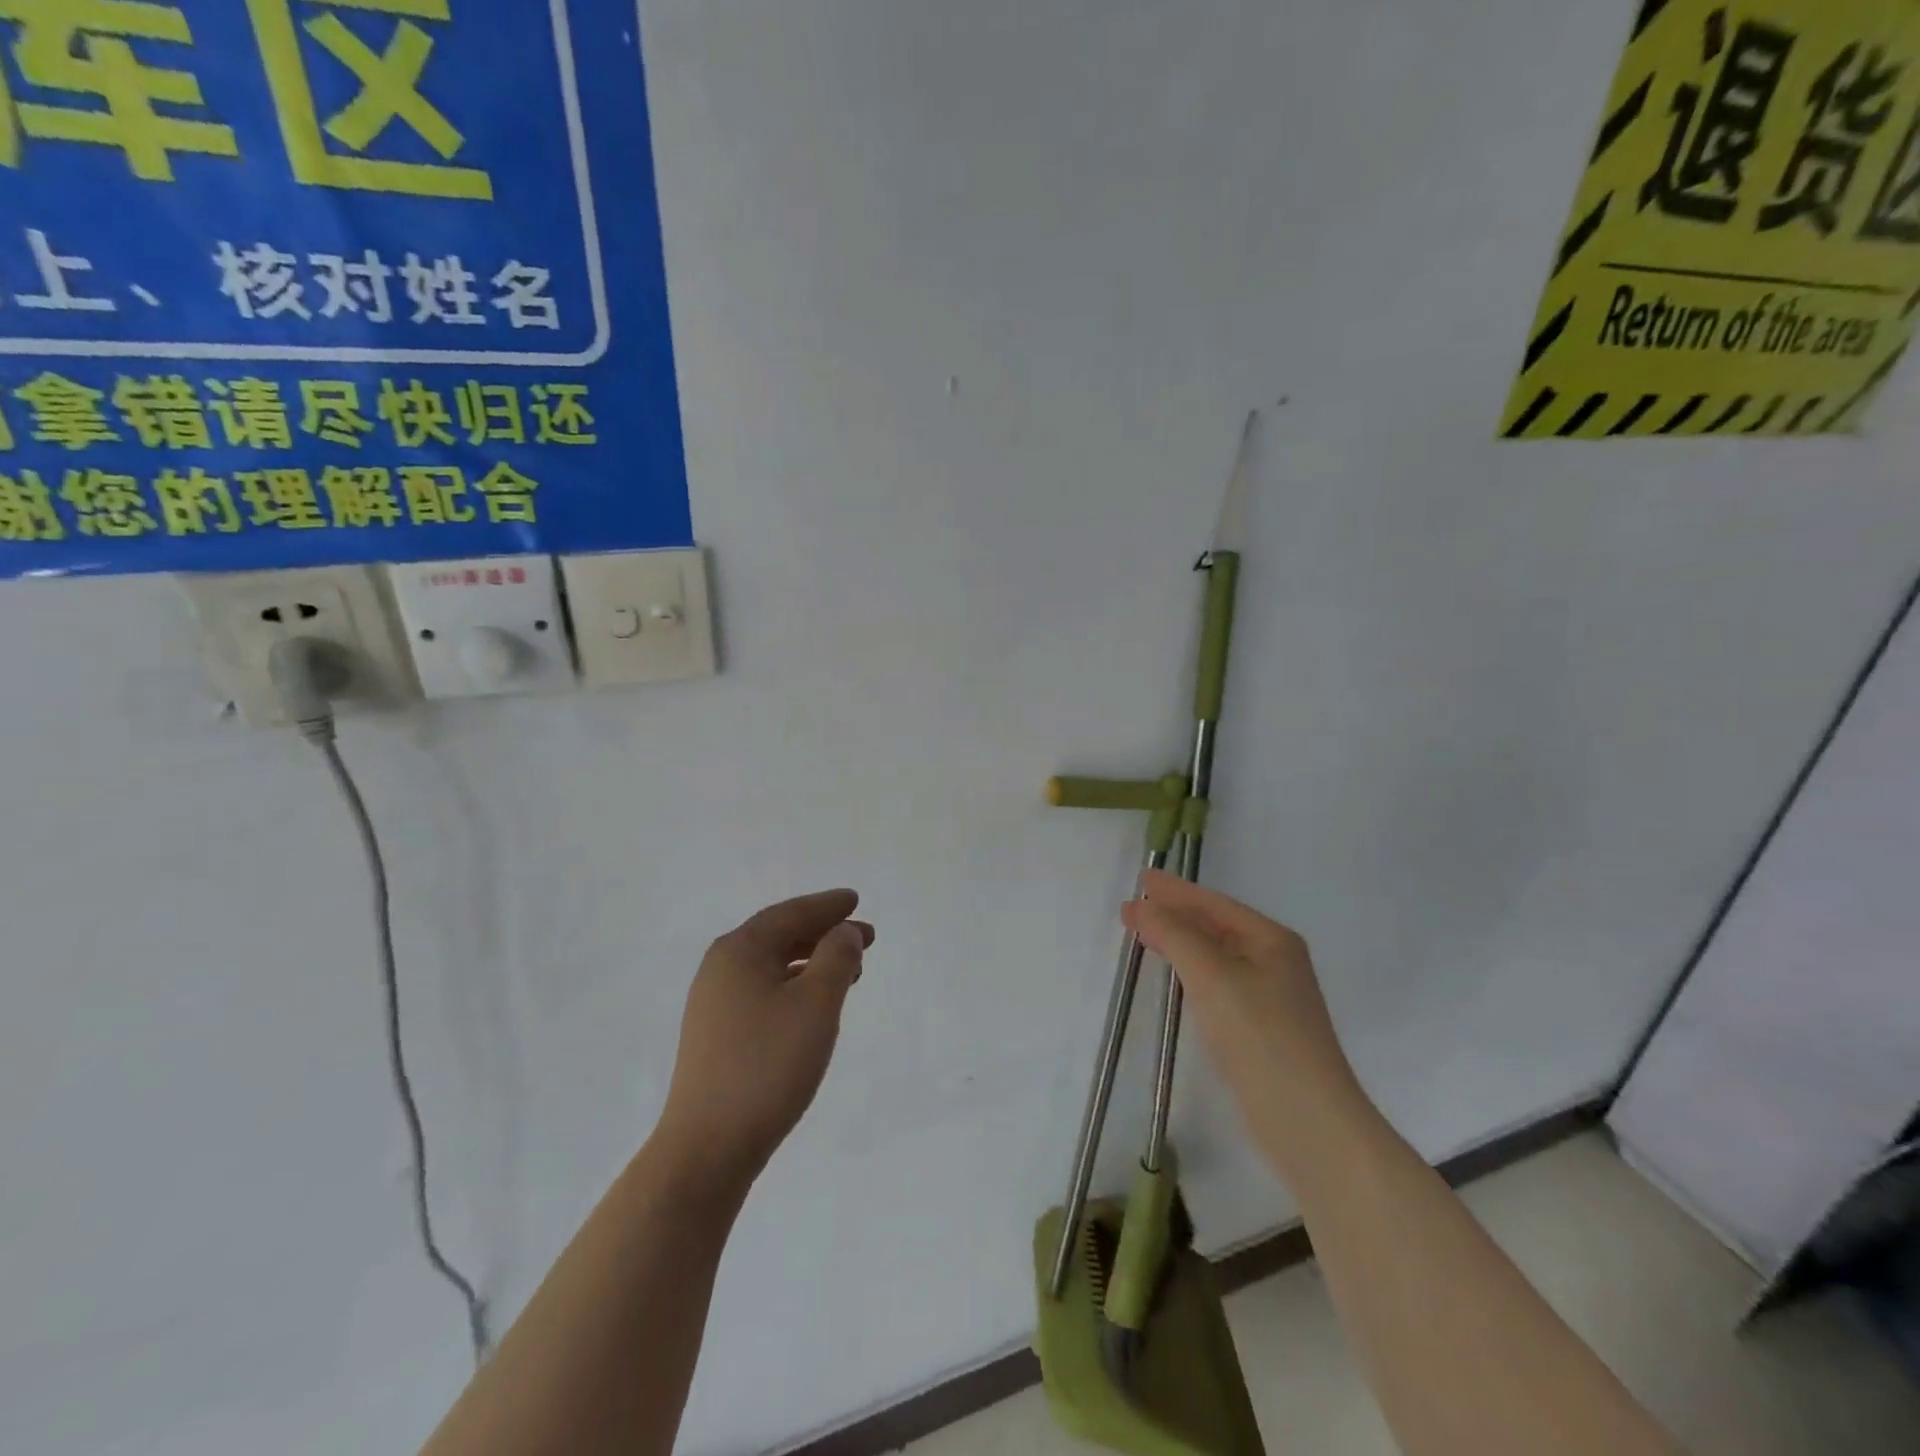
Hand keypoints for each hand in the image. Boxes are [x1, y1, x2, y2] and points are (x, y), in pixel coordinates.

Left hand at [658, 890, 872, 1192]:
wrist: (708, 1147)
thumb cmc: (768, 1065)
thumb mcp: (816, 1004)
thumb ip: (837, 957)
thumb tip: (845, 931)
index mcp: (740, 950)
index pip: (791, 913)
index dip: (828, 906)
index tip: (855, 900)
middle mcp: (721, 968)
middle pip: (779, 935)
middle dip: (824, 933)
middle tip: (865, 937)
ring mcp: (713, 1003)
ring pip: (772, 966)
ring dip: (811, 960)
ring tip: (849, 969)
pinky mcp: (715, 1034)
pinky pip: (762, 990)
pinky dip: (794, 986)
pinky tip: (813, 1004)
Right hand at [1123, 870, 1359, 1163]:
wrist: (1308, 1122)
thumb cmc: (1261, 1036)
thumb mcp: (1212, 976)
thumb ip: (1175, 935)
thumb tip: (1142, 907)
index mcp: (1271, 940)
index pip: (1214, 904)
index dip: (1175, 891)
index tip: (1141, 880)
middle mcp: (1275, 961)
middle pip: (1216, 926)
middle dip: (1175, 914)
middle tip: (1134, 907)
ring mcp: (1271, 997)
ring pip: (1216, 955)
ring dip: (1181, 942)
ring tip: (1147, 934)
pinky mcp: (1261, 1029)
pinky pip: (1218, 983)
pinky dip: (1191, 971)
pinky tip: (1176, 978)